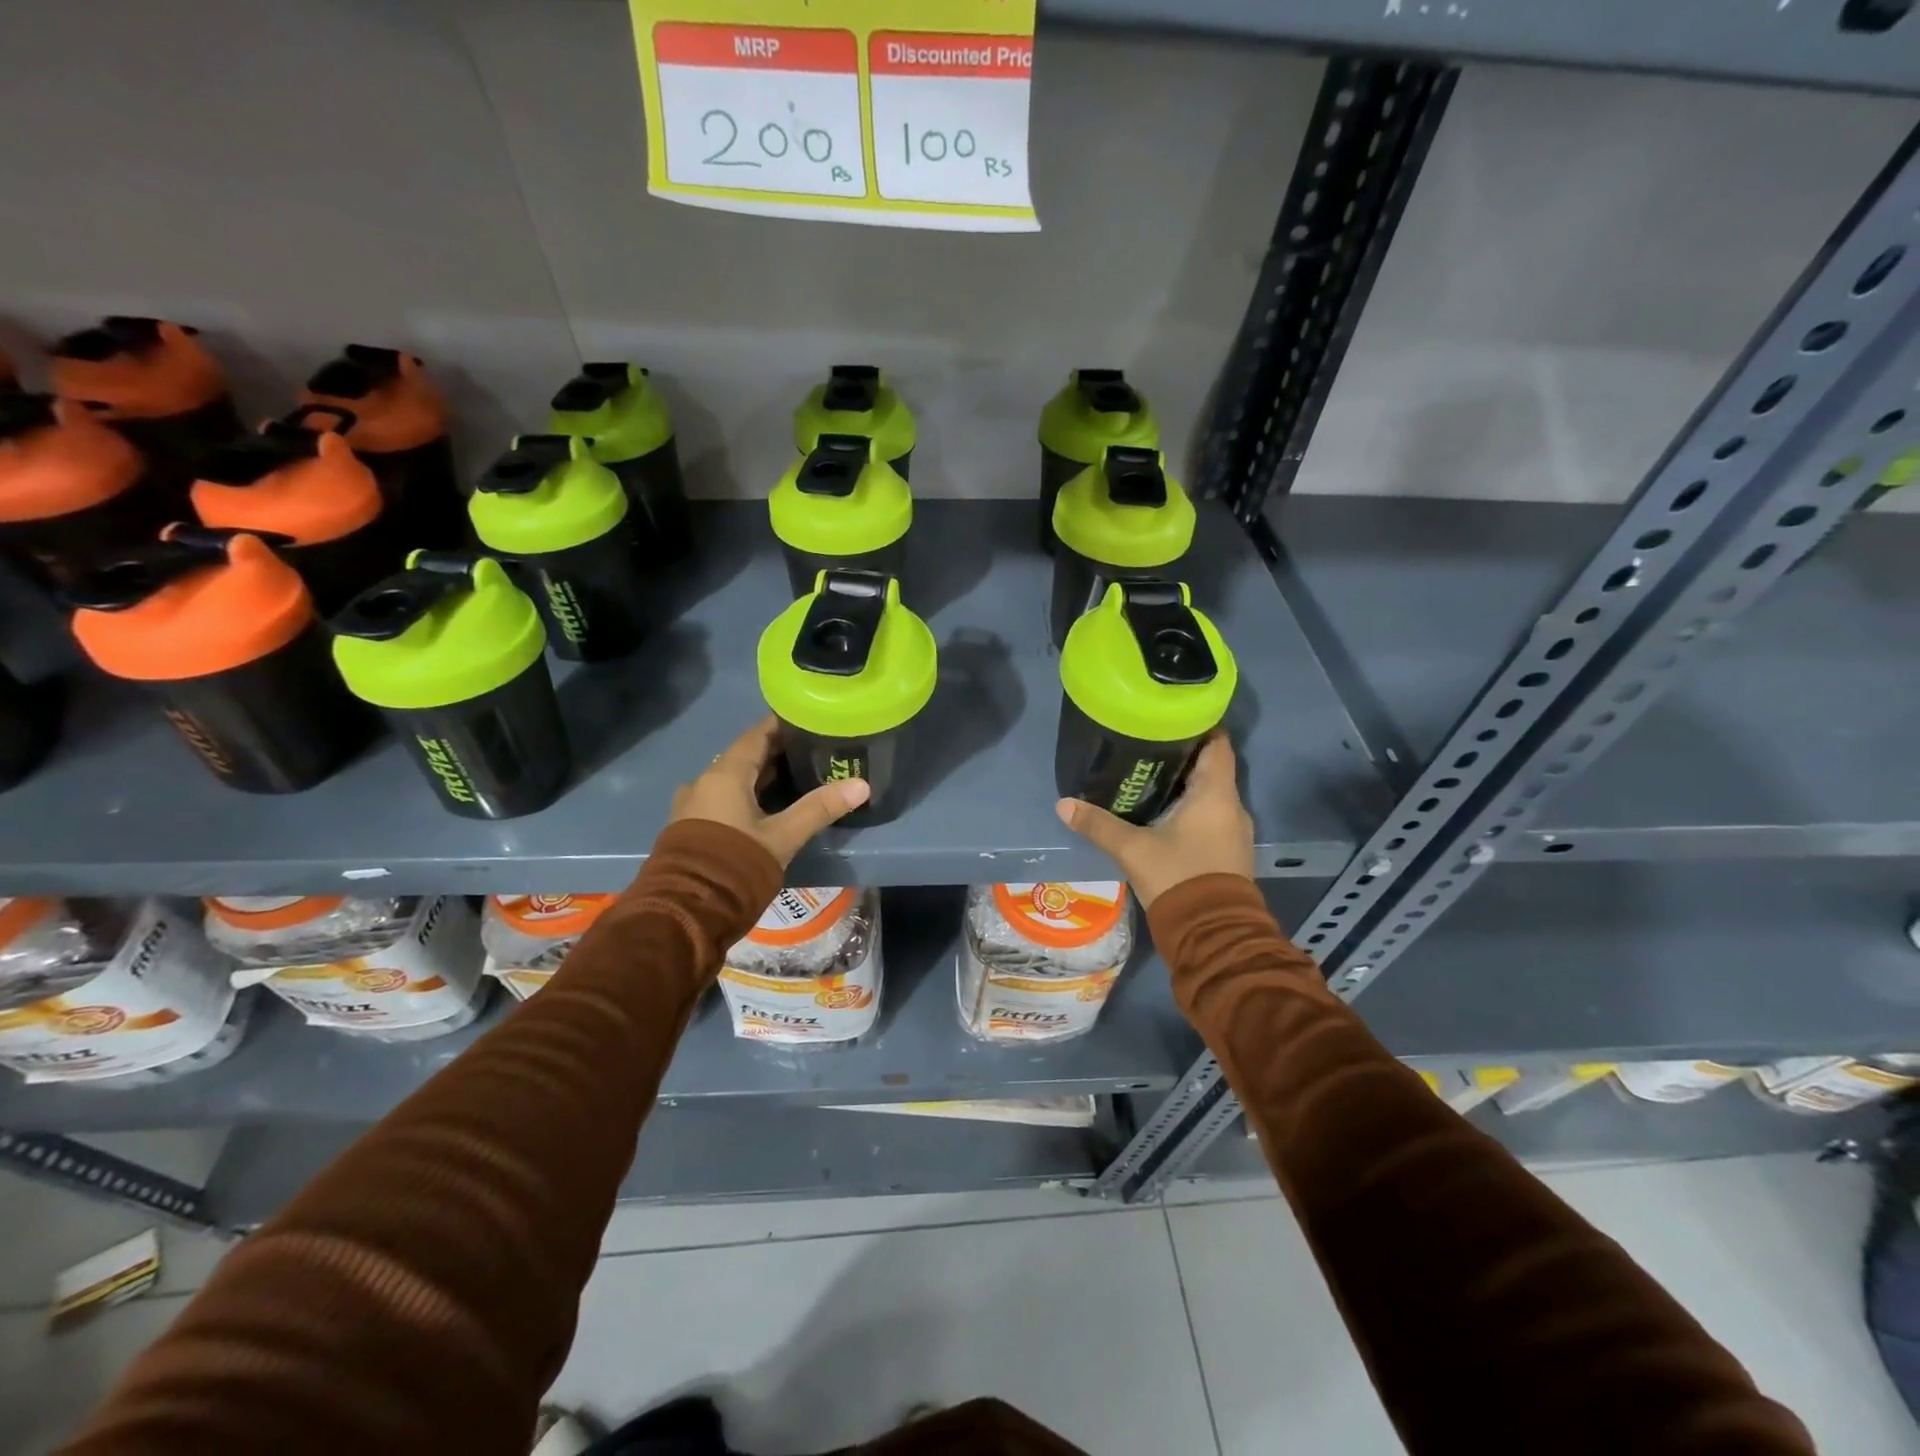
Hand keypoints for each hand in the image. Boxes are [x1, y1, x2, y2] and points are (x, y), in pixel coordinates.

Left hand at [670, 716, 869, 867]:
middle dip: (778, 754)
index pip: (757, 735)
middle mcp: (704, 781)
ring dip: (762, 777)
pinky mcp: (690, 827)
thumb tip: (861, 785)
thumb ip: (820, 808)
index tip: (811, 722)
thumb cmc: (736, 864)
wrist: (686, 912)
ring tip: (798, 779)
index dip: (784, 726)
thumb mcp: (784, 837)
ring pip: (733, 780)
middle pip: (745, 757)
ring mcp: (692, 805)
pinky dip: (747, 796)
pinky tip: (768, 808)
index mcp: (724, 774)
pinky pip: (723, 799)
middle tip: (814, 752)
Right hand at [1055, 733, 1252, 908]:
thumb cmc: (1177, 877)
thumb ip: (1098, 824)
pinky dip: (1192, 810)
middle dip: (1182, 757)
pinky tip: (1164, 815)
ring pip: (1211, 795)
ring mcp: (1234, 831)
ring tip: (1150, 779)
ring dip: (1186, 786)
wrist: (1212, 932)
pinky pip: (1212, 817)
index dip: (1197, 727)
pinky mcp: (1230, 852)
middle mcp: (1232, 806)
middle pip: (1211, 768)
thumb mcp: (1132, 849)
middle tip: (1147, 749)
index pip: (1217, 744)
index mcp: (1216, 793)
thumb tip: (1063, 804)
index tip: (1169, 721)